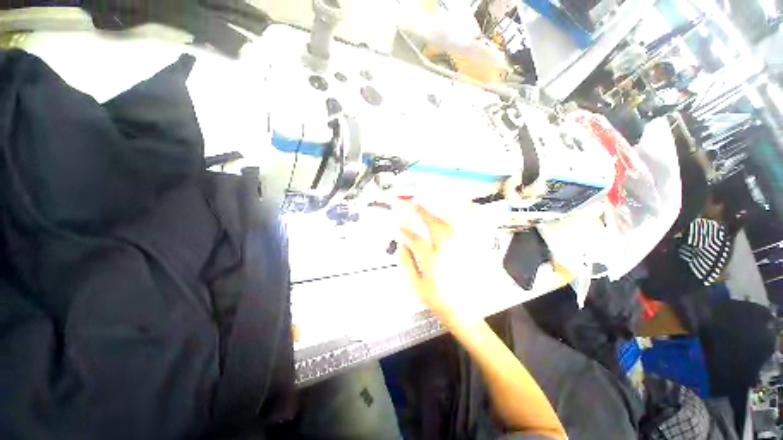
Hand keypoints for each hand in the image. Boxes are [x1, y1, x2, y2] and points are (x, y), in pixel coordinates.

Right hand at [397, 202, 484, 324]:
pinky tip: (455, 211)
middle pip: (434, 224)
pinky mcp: (475, 248)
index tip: (398, 227)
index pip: (414, 239)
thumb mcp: (417, 286)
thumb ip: (407, 263)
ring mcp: (464, 247)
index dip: (404, 231)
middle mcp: (449, 250)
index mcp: (432, 260)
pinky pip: (470, 226)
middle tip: (414, 203)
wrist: (468, 311)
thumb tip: (401, 245)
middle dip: (422, 212)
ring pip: (452, 222)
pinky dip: (463, 215)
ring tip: (431, 204)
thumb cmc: (439, 300)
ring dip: (440, 210)